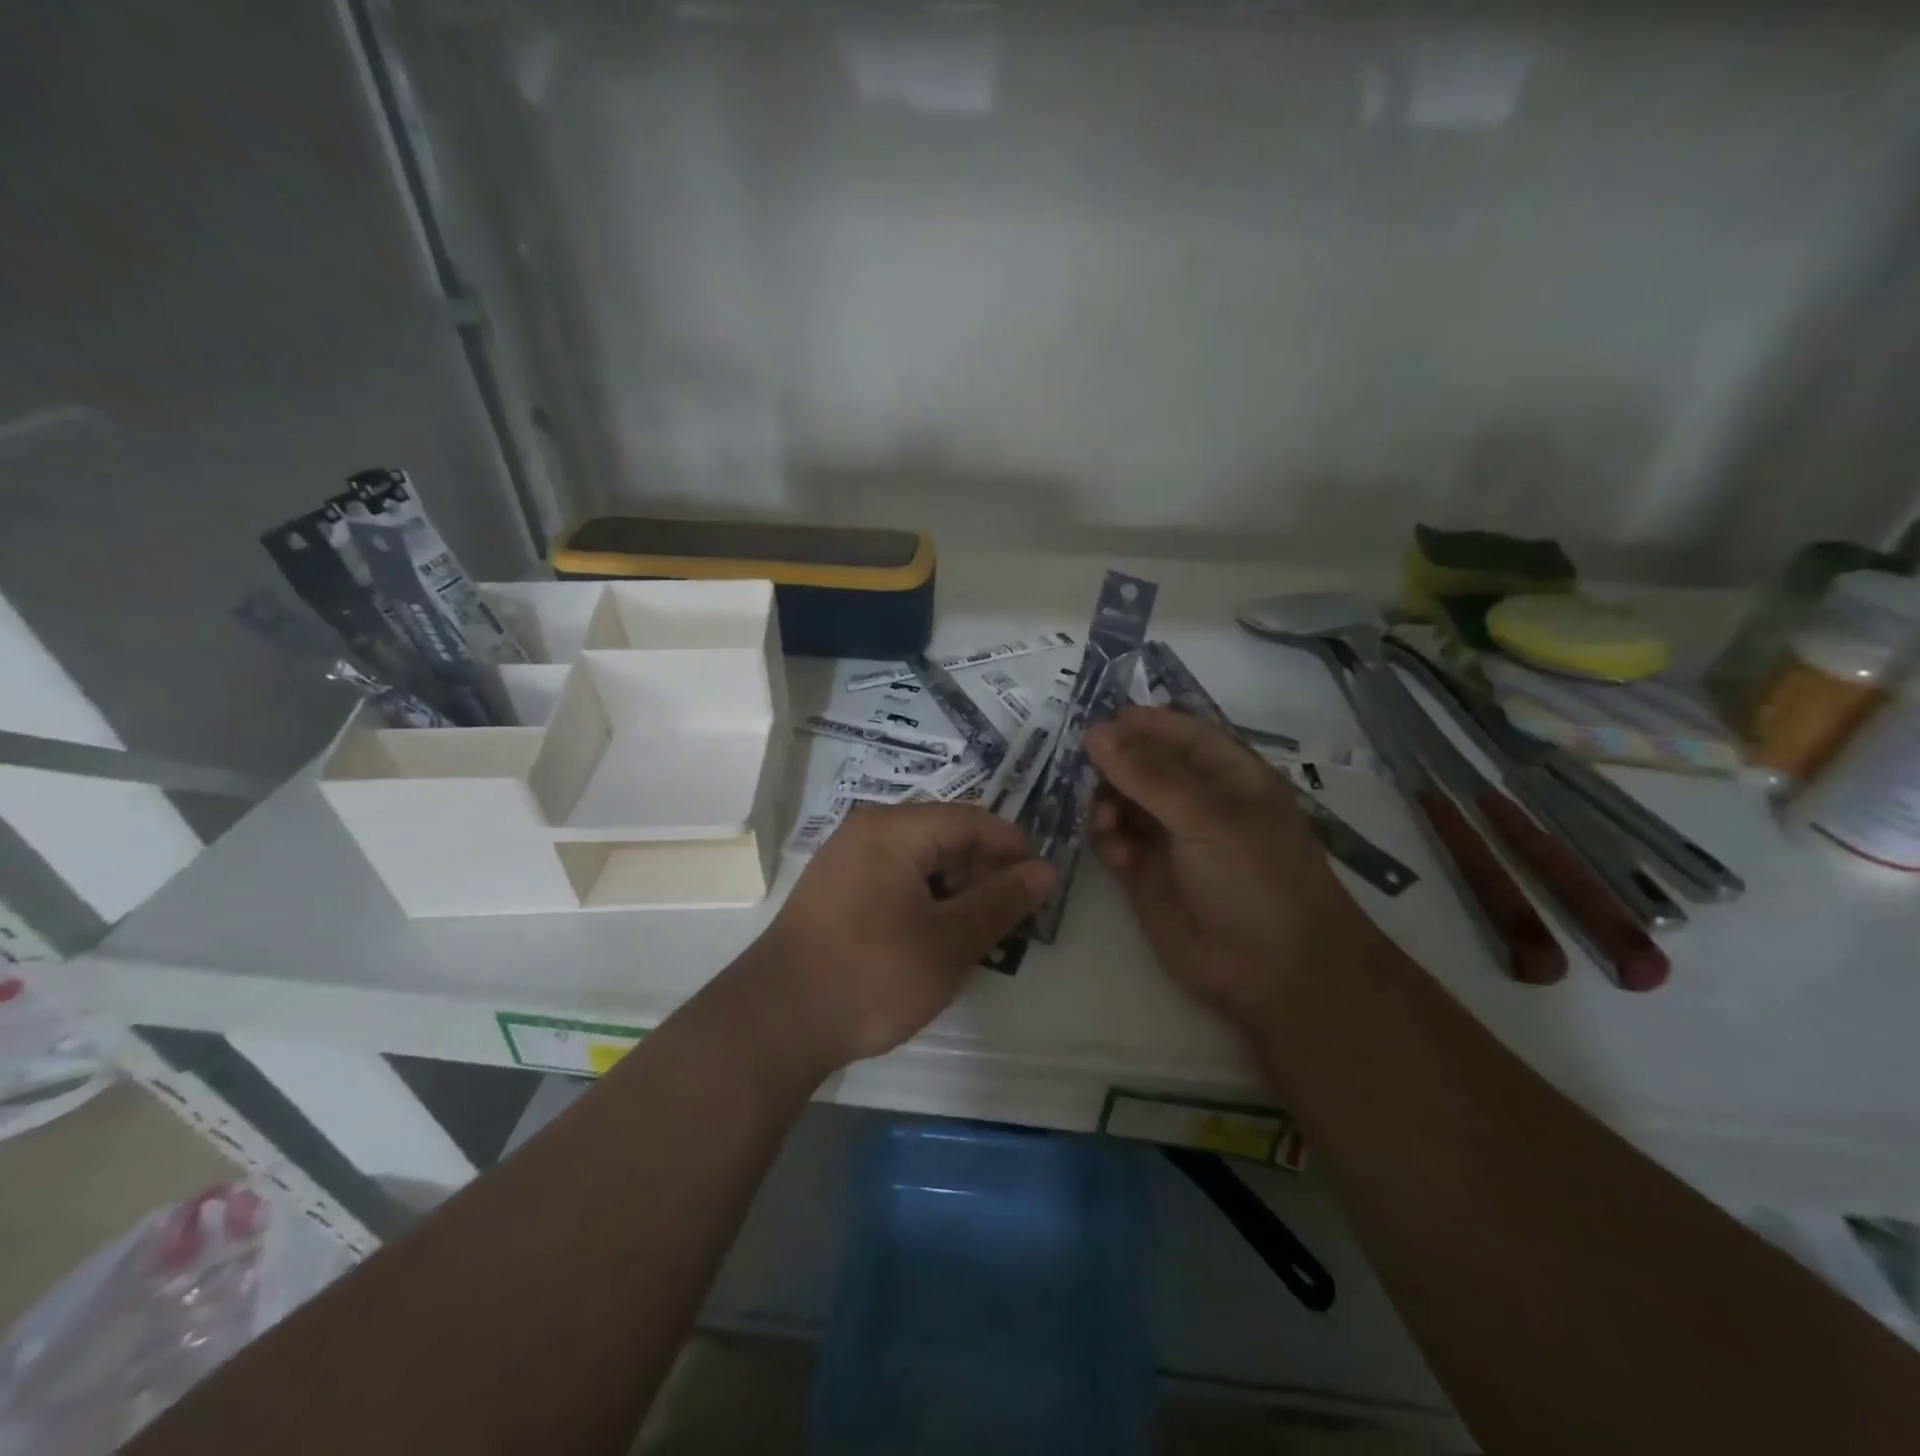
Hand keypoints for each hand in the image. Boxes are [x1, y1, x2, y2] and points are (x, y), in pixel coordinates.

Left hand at [736, 802, 1054, 1074]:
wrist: (774, 1024)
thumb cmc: (871, 976)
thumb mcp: (949, 942)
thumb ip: (1002, 902)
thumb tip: (1044, 871)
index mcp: (895, 828)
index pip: (974, 821)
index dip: (1014, 851)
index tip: (1040, 891)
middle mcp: (868, 831)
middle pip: (946, 838)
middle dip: (984, 875)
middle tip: (1009, 924)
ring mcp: (845, 860)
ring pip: (921, 862)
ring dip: (956, 893)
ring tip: (975, 938)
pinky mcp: (835, 891)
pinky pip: (895, 881)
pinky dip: (924, 903)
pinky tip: (933, 942)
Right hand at [1086, 706, 1375, 1029]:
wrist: (1274, 972)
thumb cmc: (1255, 878)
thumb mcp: (1206, 817)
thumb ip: (1147, 774)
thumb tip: (1095, 731)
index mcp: (1225, 773)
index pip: (1175, 732)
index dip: (1137, 726)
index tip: (1093, 729)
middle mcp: (1195, 799)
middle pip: (1140, 764)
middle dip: (1112, 767)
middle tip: (1086, 777)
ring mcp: (1170, 837)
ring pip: (1121, 801)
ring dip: (1105, 804)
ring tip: (1105, 823)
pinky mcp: (1146, 874)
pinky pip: (1115, 842)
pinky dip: (1108, 841)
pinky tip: (1116, 855)